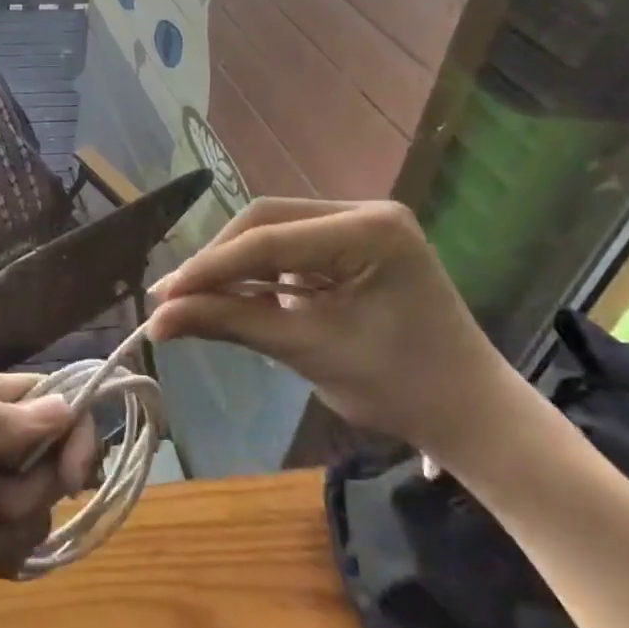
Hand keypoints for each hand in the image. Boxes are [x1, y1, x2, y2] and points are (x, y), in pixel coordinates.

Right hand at [145, 199, 524, 461]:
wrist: (472, 415)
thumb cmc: (400, 388)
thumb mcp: (307, 351)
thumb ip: (230, 323)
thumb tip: (157, 320)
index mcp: (370, 231)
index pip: (268, 239)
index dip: (209, 268)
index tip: (161, 295)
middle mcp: (366, 211)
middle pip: (266, 221)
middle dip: (218, 261)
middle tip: (173, 297)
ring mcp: (363, 224)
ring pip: (273, 231)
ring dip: (234, 265)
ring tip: (194, 299)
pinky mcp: (355, 244)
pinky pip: (291, 248)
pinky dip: (260, 273)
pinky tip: (235, 296)